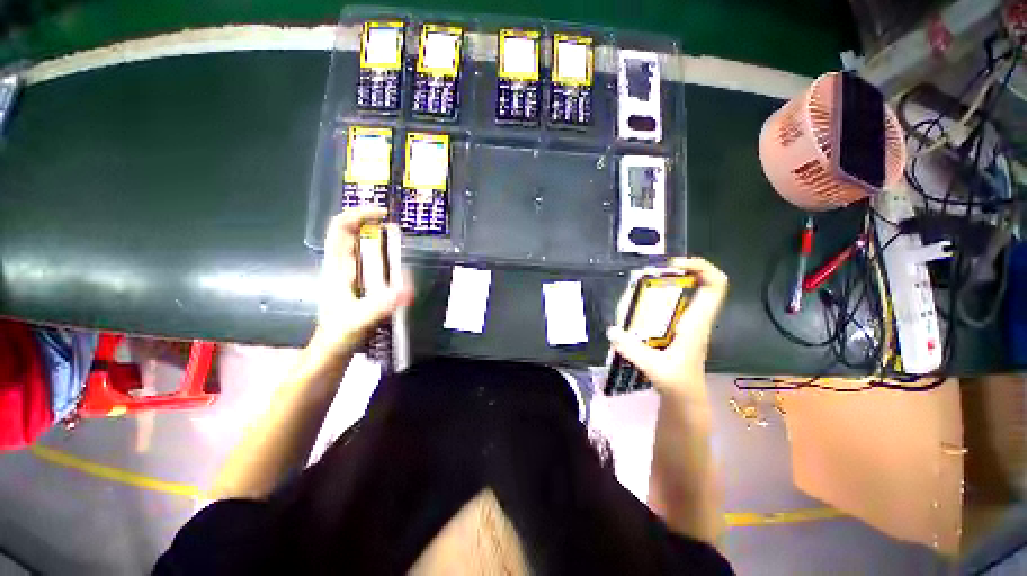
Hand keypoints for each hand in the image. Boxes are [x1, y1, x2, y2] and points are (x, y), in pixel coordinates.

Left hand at [312, 206, 412, 356]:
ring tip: (402, 239)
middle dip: (371, 222)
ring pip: (361, 246)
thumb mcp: (358, 320)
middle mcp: (342, 265)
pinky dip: (384, 254)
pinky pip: (371, 261)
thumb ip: (380, 306)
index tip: (384, 215)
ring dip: (379, 237)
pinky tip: (399, 263)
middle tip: (398, 226)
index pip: (341, 228)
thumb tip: (407, 288)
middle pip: (351, 232)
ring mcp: (350, 274)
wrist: (333, 350)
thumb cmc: (340, 334)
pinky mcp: (359, 284)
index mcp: (337, 267)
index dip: (359, 214)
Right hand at [606, 257, 727, 398]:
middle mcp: (694, 317)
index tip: (674, 265)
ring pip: (683, 293)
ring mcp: (686, 322)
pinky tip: (636, 307)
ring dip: (663, 285)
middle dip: (675, 272)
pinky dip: (655, 299)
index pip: (715, 285)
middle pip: (699, 283)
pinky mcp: (676, 328)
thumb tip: (612, 330)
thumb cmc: (677, 384)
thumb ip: (632, 350)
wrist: (684, 398)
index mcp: (696, 322)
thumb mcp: (654, 368)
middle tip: (647, 276)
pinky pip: (670, 305)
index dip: (701, 267)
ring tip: (637, 290)